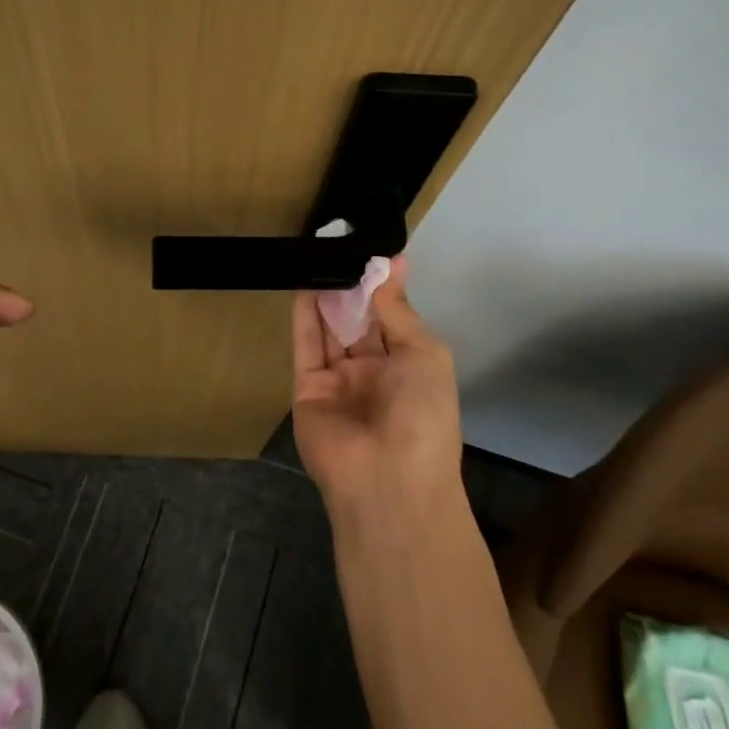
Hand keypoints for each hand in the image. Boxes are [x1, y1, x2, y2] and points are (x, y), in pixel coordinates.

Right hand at [291, 257, 463, 524]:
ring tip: (320, 257)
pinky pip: (306, 346)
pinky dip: (304, 317)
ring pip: (330, 330)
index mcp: (408, 367)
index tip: (372, 252)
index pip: (392, 319)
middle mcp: (374, 372)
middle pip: (359, 322)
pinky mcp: (307, 389)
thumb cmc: (421, 414)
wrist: (387, 480)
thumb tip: (393, 263)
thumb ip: (398, 310)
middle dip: (352, 289)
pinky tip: (304, 286)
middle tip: (339, 248)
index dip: (383, 288)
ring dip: (327, 297)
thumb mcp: (424, 354)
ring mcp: (339, 381)